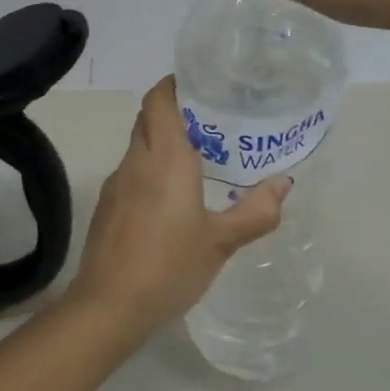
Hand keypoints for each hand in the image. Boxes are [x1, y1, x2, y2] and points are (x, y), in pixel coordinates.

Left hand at [67, 77, 286, 334]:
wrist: (109, 306)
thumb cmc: (169, 266)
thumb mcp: (220, 242)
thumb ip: (255, 212)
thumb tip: (282, 184)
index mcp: (165, 159)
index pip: (159, 100)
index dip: (174, 85)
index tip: (200, 84)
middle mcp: (136, 162)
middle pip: (148, 119)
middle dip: (174, 112)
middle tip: (211, 122)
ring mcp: (116, 184)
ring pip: (138, 147)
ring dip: (162, 143)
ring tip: (198, 159)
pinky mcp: (106, 207)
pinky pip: (130, 174)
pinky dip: (149, 170)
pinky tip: (170, 198)